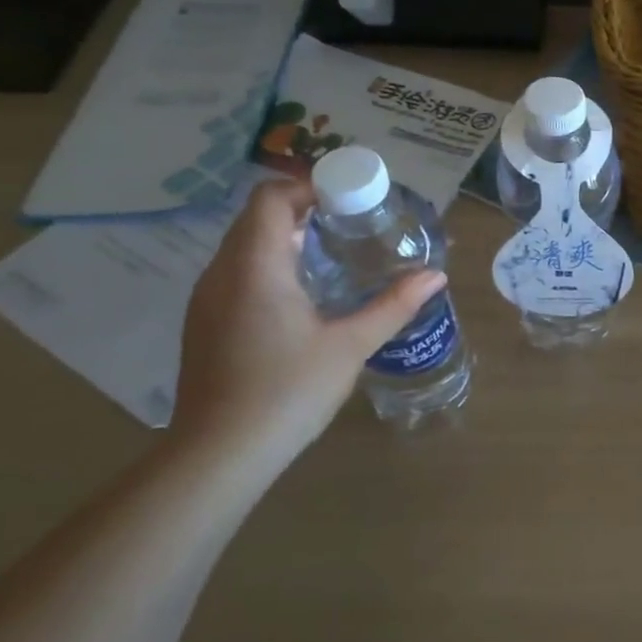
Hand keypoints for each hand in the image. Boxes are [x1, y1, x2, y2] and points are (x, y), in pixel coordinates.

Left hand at [169, 179, 446, 458]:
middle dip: (304, 210)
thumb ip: (393, 305)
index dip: (308, 186)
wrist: (218, 454)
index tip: (350, 199)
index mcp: (255, 267)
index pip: (270, 197)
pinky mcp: (205, 323)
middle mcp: (222, 273)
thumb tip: (435, 276)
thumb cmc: (286, 391)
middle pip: (257, 217)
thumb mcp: (350, 346)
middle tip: (353, 224)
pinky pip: (238, 272)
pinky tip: (305, 295)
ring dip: (286, 237)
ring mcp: (208, 299)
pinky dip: (271, 264)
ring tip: (335, 254)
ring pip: (245, 246)